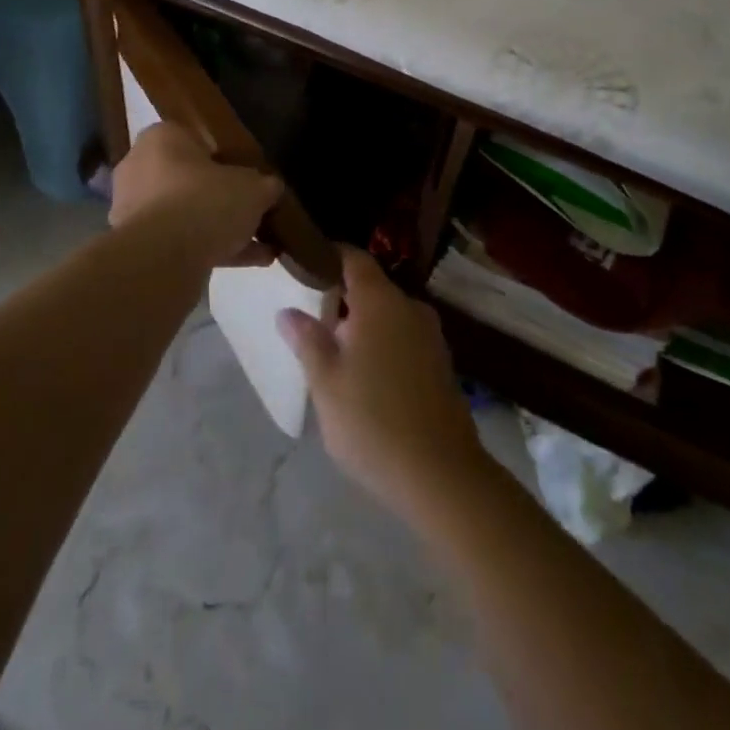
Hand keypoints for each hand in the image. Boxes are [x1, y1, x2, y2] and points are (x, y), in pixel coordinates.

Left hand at [109, 123, 281, 269]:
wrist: (163, 258)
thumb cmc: (206, 201)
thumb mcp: (253, 188)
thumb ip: (265, 185)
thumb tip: (271, 188)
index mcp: (161, 139)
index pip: (195, 138)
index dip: (226, 156)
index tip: (248, 174)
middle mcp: (140, 168)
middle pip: (190, 179)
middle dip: (223, 197)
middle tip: (254, 209)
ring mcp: (134, 209)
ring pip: (186, 214)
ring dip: (221, 228)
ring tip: (262, 246)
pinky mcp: (137, 246)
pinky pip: (181, 242)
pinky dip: (213, 249)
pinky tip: (252, 262)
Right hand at [277, 247, 486, 521]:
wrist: (441, 473)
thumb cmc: (372, 420)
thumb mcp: (326, 382)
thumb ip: (307, 340)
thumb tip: (288, 311)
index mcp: (380, 301)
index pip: (353, 258)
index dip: (328, 256)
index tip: (304, 264)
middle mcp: (410, 307)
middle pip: (371, 287)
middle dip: (341, 296)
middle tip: (310, 316)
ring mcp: (430, 334)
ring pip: (388, 314)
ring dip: (362, 323)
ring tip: (332, 347)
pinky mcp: (440, 362)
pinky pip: (403, 336)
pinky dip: (382, 341)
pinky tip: (365, 372)